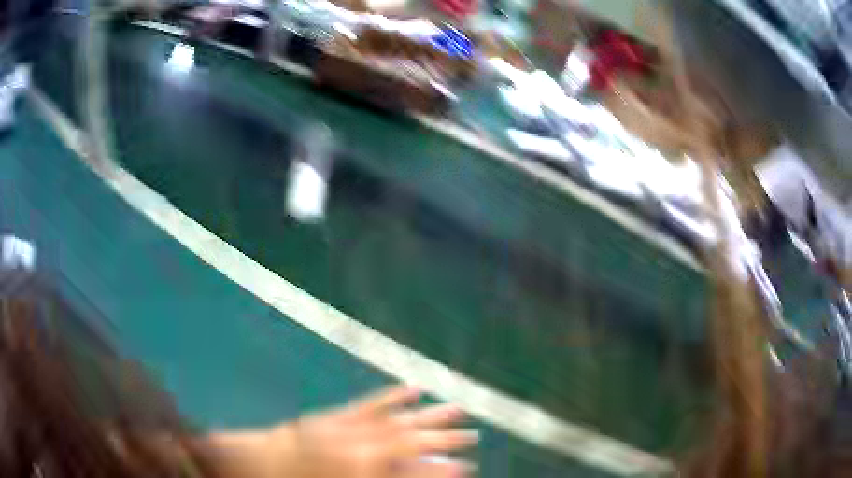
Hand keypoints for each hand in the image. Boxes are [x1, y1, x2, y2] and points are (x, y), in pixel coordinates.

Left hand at [279, 386, 476, 477]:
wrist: (263, 463)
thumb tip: (418, 473)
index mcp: (363, 470)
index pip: (414, 469)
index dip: (443, 469)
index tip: (467, 466)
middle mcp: (362, 445)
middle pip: (414, 439)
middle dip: (447, 438)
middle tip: (473, 436)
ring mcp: (351, 425)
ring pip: (400, 417)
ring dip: (430, 414)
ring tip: (457, 408)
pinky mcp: (340, 414)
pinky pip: (373, 403)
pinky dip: (395, 396)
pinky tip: (414, 388)